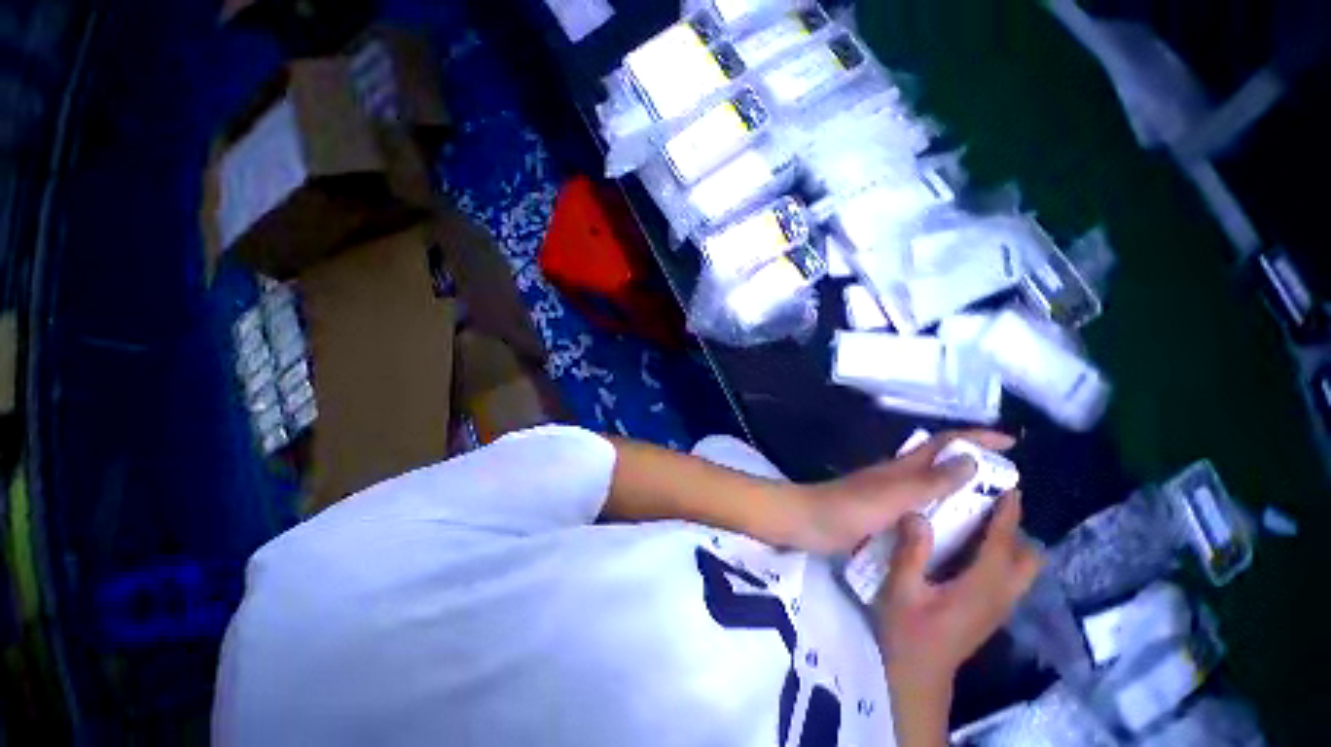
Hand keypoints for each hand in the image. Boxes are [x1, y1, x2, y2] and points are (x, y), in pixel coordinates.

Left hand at [793, 430, 1014, 553]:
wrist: (808, 522)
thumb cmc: (849, 508)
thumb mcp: (894, 496)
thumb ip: (929, 482)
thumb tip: (971, 460)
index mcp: (902, 467)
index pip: (945, 443)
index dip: (977, 438)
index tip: (1012, 442)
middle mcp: (898, 476)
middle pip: (942, 462)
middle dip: (976, 465)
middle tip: (1010, 487)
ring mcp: (889, 495)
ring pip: (932, 486)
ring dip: (961, 491)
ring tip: (993, 513)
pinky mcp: (881, 513)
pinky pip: (920, 509)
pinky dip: (941, 513)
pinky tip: (955, 533)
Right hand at [873, 492, 1042, 708]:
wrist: (917, 674)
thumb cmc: (907, 632)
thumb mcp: (901, 590)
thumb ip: (910, 552)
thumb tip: (917, 513)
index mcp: (980, 589)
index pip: (1003, 546)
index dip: (1008, 517)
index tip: (1009, 489)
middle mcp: (999, 597)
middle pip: (1027, 560)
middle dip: (1016, 530)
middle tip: (986, 504)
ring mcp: (997, 607)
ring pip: (1020, 570)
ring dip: (1009, 542)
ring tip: (977, 519)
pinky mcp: (989, 612)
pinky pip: (1007, 577)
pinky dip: (999, 556)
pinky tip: (967, 547)